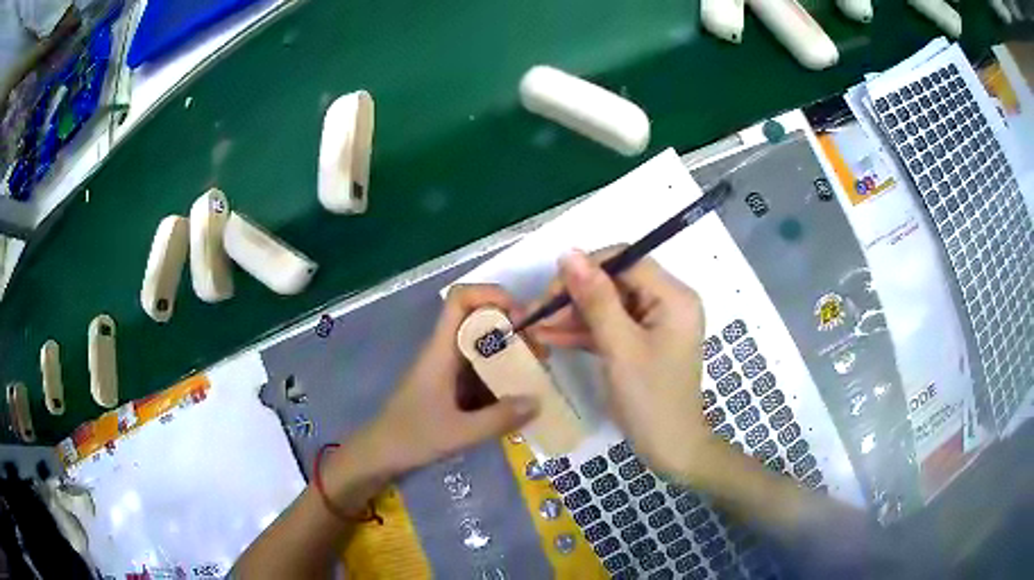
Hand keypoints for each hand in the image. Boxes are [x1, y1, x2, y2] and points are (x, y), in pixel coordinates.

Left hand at [357, 284, 539, 477]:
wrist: (381, 454)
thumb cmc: (412, 437)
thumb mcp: (458, 433)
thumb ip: (498, 419)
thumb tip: (538, 401)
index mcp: (440, 350)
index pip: (460, 299)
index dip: (491, 295)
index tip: (521, 317)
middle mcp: (446, 352)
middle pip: (480, 320)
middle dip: (513, 328)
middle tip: (540, 353)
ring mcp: (449, 369)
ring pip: (484, 346)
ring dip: (512, 353)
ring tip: (538, 373)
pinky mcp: (452, 387)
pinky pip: (482, 370)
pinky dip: (503, 375)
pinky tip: (521, 394)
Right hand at [529, 248, 717, 482]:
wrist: (671, 449)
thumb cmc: (650, 399)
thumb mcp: (620, 347)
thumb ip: (595, 299)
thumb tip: (568, 253)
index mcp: (673, 296)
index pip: (624, 260)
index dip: (585, 270)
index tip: (550, 292)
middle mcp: (668, 301)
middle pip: (615, 282)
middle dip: (574, 297)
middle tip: (536, 316)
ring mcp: (656, 322)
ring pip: (608, 305)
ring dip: (573, 316)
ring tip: (535, 329)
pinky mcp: (644, 341)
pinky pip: (612, 326)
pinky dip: (585, 332)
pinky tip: (552, 338)